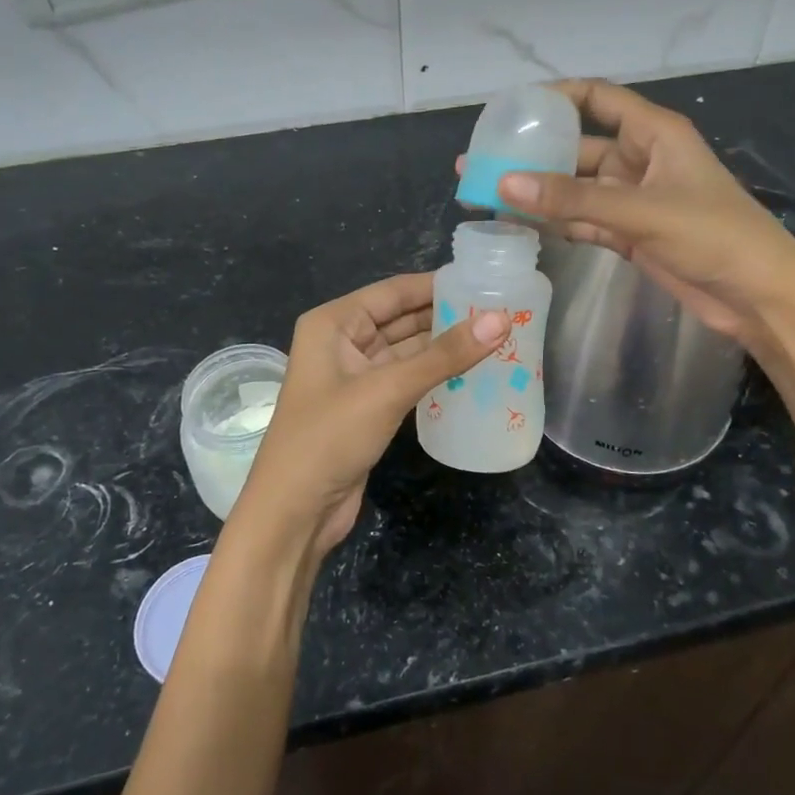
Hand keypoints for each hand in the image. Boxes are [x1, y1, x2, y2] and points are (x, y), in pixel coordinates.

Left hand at [235, 274, 508, 556]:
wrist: (294, 513)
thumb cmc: (329, 437)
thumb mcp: (388, 390)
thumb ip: (444, 355)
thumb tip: (501, 320)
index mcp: (334, 323)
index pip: (393, 292)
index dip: (437, 285)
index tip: (484, 280)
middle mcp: (342, 342)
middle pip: (401, 318)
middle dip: (446, 315)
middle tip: (501, 310)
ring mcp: (355, 376)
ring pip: (407, 350)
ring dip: (444, 346)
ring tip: (497, 336)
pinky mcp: (368, 407)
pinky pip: (407, 378)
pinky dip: (435, 374)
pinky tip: (472, 371)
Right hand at [483, 79, 794, 346]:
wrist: (759, 297)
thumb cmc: (714, 235)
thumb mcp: (642, 211)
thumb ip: (573, 199)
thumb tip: (504, 183)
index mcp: (653, 133)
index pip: (597, 98)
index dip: (555, 98)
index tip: (510, 109)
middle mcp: (639, 159)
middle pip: (576, 147)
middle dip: (532, 153)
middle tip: (482, 161)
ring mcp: (633, 199)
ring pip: (575, 188)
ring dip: (538, 192)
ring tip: (486, 193)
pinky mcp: (629, 234)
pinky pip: (582, 219)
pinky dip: (555, 222)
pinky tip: (519, 223)